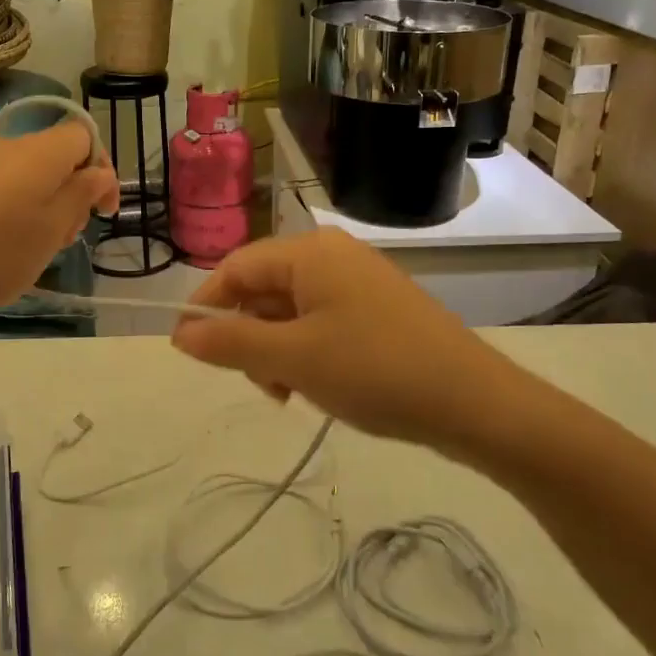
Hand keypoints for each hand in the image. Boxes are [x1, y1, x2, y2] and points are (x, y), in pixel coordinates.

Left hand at [0, 121, 119, 328]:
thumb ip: (82, 194)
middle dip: (75, 191)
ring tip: (40, 246)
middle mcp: (9, 146)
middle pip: (57, 155)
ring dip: (48, 203)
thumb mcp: (53, 229)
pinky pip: (4, 185)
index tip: (103, 211)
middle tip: (69, 236)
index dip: (101, 168)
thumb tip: (99, 171)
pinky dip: (20, 207)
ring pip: (31, 173)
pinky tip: (8, 243)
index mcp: (39, 151)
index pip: (84, 135)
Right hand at [171, 230, 508, 453]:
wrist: (474, 402)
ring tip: (294, 392)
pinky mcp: (377, 307)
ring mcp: (358, 280)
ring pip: (291, 309)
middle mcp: (332, 254)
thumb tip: (180, 333)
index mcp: (309, 252)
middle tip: (264, 385)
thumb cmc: (374, 370)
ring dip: (278, 350)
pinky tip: (320, 385)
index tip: (191, 351)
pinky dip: (308, 351)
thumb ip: (230, 342)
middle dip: (250, 336)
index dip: (207, 307)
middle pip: (263, 288)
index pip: (236, 267)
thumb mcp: (293, 359)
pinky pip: (322, 320)